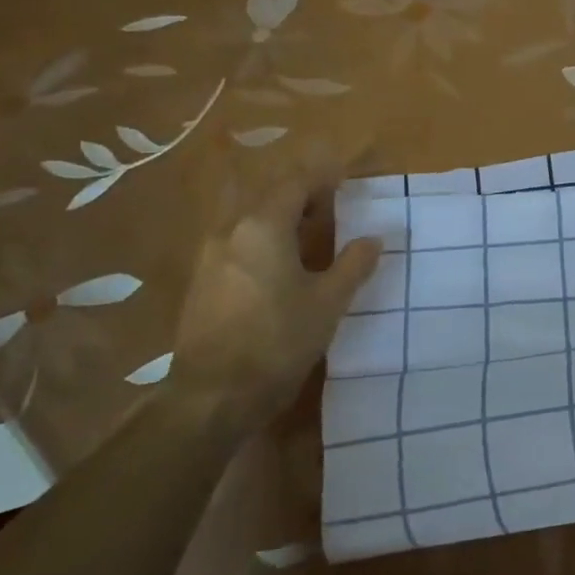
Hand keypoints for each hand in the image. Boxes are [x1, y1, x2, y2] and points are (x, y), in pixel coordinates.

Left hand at [168, 161, 380, 434]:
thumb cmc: (278, 342)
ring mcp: (209, 257)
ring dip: (278, 220)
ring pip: (248, 221)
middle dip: (300, 197)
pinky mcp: (201, 284)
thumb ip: (353, 265)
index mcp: (262, 226)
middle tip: (330, 208)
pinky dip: (261, 242)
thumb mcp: (328, 303)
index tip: (345, 180)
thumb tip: (373, 239)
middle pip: (268, 197)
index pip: (295, 184)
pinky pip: (236, 245)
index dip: (322, 178)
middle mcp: (230, 231)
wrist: (212, 397)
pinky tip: (278, 269)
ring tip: (308, 238)